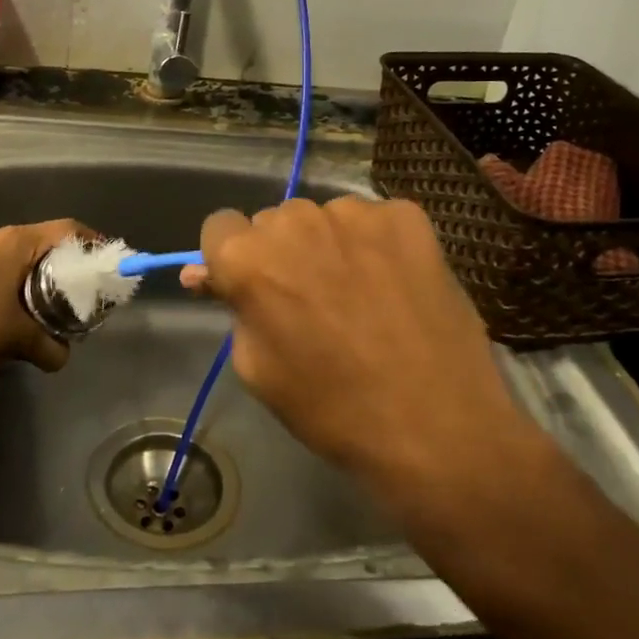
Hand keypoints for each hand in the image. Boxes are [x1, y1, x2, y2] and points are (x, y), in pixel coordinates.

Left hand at [0, 219, 86, 373]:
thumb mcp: (20, 339)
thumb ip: (49, 347)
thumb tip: (63, 358)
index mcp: (15, 242)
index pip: (64, 229)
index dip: (89, 240)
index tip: (103, 257)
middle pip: (40, 239)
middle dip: (61, 259)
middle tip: (77, 282)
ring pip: (14, 252)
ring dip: (32, 270)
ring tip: (44, 296)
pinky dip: (9, 278)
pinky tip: (8, 305)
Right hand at [185, 198, 526, 489]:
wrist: (436, 425)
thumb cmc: (332, 408)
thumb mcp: (259, 369)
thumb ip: (232, 308)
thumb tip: (202, 273)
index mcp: (248, 257)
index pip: (220, 228)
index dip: (232, 259)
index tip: (254, 288)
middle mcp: (296, 219)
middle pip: (274, 222)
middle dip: (283, 253)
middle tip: (311, 301)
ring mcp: (356, 213)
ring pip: (326, 219)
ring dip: (330, 246)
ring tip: (360, 296)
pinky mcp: (406, 216)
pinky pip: (375, 221)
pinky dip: (378, 245)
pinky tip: (395, 285)